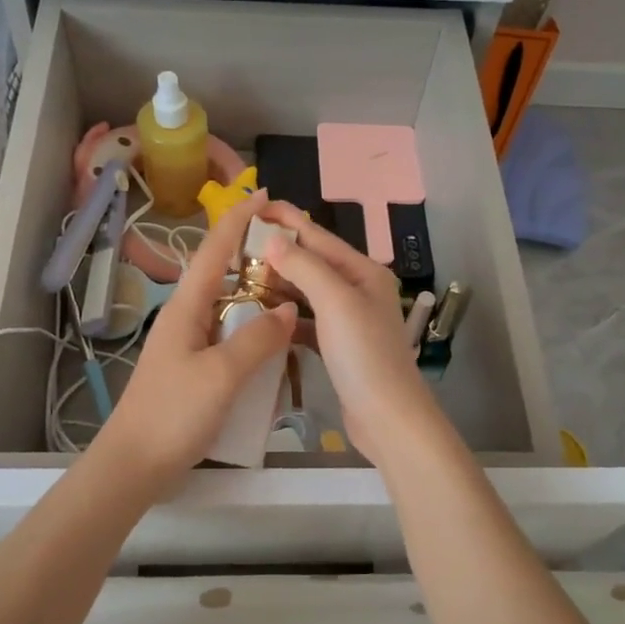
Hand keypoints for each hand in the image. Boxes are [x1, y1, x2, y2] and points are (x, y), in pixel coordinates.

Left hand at [93, 192, 297, 493]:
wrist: (135, 466)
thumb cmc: (173, 415)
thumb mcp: (220, 376)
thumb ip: (256, 340)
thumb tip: (289, 309)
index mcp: (186, 308)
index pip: (214, 250)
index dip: (239, 219)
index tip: (266, 195)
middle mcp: (187, 318)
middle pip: (223, 275)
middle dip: (256, 257)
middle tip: (297, 253)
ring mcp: (191, 346)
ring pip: (230, 309)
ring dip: (258, 298)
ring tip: (297, 294)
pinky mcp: (197, 371)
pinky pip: (231, 340)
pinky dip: (255, 335)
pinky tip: (278, 347)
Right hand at [260, 202, 444, 466]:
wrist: (387, 418)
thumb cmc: (364, 355)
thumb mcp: (336, 302)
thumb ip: (304, 266)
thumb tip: (272, 238)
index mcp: (363, 272)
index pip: (318, 236)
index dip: (286, 219)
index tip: (253, 205)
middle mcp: (358, 290)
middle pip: (312, 262)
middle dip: (278, 252)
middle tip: (236, 246)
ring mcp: (349, 320)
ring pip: (307, 292)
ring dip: (279, 283)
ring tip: (241, 276)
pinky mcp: (338, 347)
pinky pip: (307, 321)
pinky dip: (286, 315)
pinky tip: (262, 315)